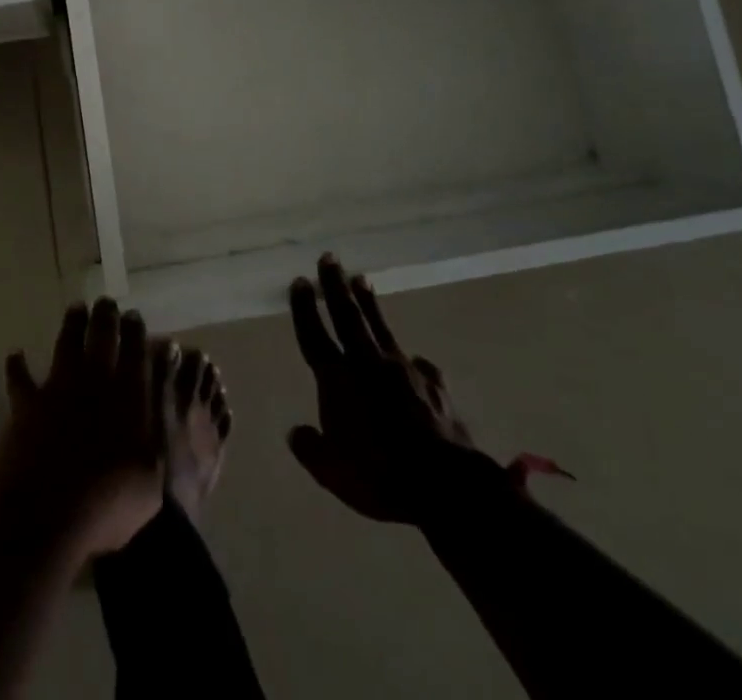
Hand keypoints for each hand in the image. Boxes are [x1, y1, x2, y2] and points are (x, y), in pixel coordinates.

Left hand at [0, 298, 164, 558]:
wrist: (49, 516)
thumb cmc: (109, 504)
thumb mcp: (151, 482)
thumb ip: (156, 442)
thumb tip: (161, 414)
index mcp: (129, 395)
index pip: (136, 351)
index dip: (136, 330)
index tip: (134, 316)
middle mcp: (94, 381)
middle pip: (102, 336)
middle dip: (106, 316)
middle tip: (107, 302)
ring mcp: (58, 388)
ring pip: (66, 343)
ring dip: (72, 325)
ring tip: (76, 309)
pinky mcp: (27, 404)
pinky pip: (20, 379)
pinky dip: (17, 366)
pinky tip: (15, 355)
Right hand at [287, 256, 495, 525]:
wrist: (446, 483)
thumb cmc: (380, 476)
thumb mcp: (332, 472)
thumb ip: (310, 448)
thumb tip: (295, 431)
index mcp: (338, 381)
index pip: (315, 335)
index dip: (305, 308)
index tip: (300, 280)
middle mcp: (368, 364)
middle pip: (347, 316)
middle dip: (335, 285)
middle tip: (329, 257)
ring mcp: (404, 370)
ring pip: (380, 327)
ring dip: (369, 302)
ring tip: (362, 279)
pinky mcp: (433, 384)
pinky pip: (418, 365)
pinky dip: (410, 359)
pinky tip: (412, 359)